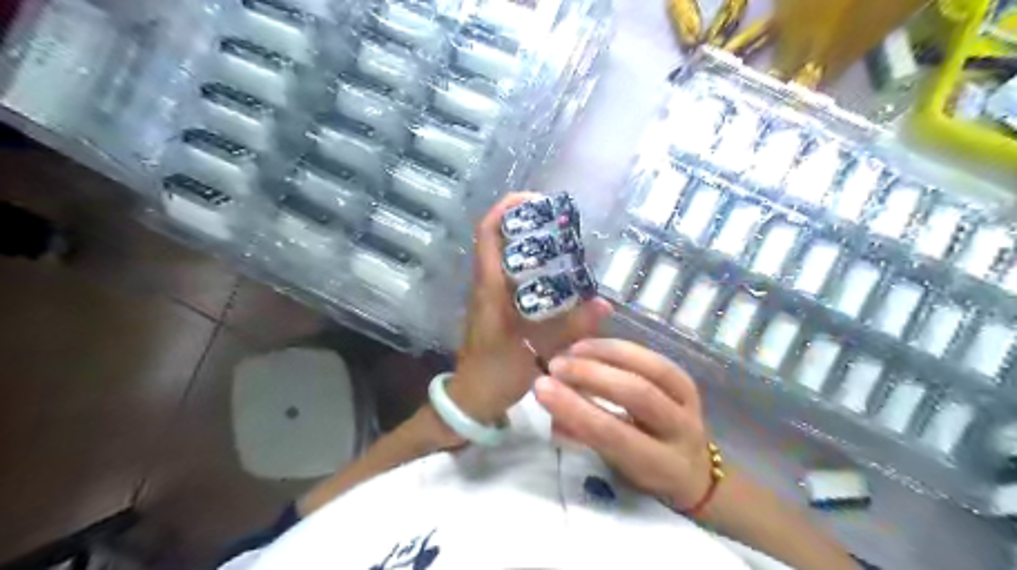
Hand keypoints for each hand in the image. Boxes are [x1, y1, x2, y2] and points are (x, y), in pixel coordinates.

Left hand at [450, 195, 609, 425]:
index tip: (538, 201)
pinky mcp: (497, 306)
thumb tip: (604, 304)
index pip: (487, 233)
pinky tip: (558, 276)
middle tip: (563, 224)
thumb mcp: (536, 352)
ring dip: (530, 242)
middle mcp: (487, 284)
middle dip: (527, 222)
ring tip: (565, 243)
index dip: (507, 209)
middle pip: (498, 238)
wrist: (472, 398)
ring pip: (506, 255)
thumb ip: (570, 329)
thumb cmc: (496, 373)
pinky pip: (513, 274)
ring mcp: (490, 295)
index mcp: (489, 287)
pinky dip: (533, 265)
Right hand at [535, 338, 709, 512]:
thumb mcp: (614, 469)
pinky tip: (593, 345)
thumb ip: (583, 438)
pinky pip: (654, 358)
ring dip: (606, 354)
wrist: (696, 473)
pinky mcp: (688, 382)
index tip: (541, 388)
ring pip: (650, 369)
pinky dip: (620, 348)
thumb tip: (551, 407)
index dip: (575, 409)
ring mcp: (690, 404)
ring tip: (571, 350)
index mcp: (659, 466)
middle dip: (591, 375)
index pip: (613, 434)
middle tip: (555, 365)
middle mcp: (682, 433)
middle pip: (637, 395)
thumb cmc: (643, 474)